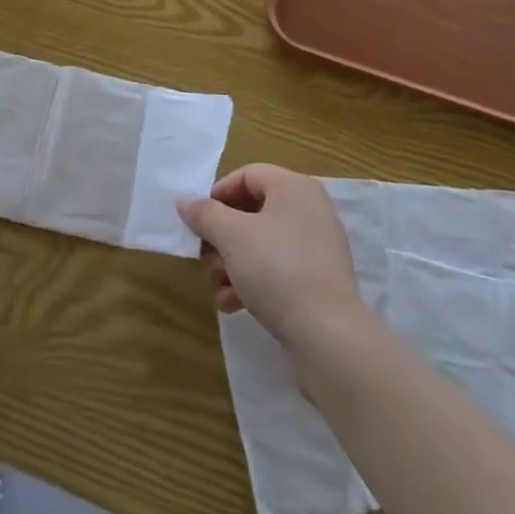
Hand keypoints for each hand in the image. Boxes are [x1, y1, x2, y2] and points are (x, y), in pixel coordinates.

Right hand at [178, 164, 371, 353]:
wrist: (329, 338)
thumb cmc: (278, 270)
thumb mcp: (232, 237)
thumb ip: (205, 214)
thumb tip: (185, 202)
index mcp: (294, 188)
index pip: (247, 175)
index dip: (218, 194)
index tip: (199, 220)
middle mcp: (309, 210)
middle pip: (252, 211)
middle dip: (222, 236)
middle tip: (204, 256)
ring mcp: (316, 248)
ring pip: (262, 243)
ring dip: (232, 262)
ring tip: (216, 286)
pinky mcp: (318, 281)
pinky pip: (278, 269)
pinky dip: (253, 281)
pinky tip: (232, 304)